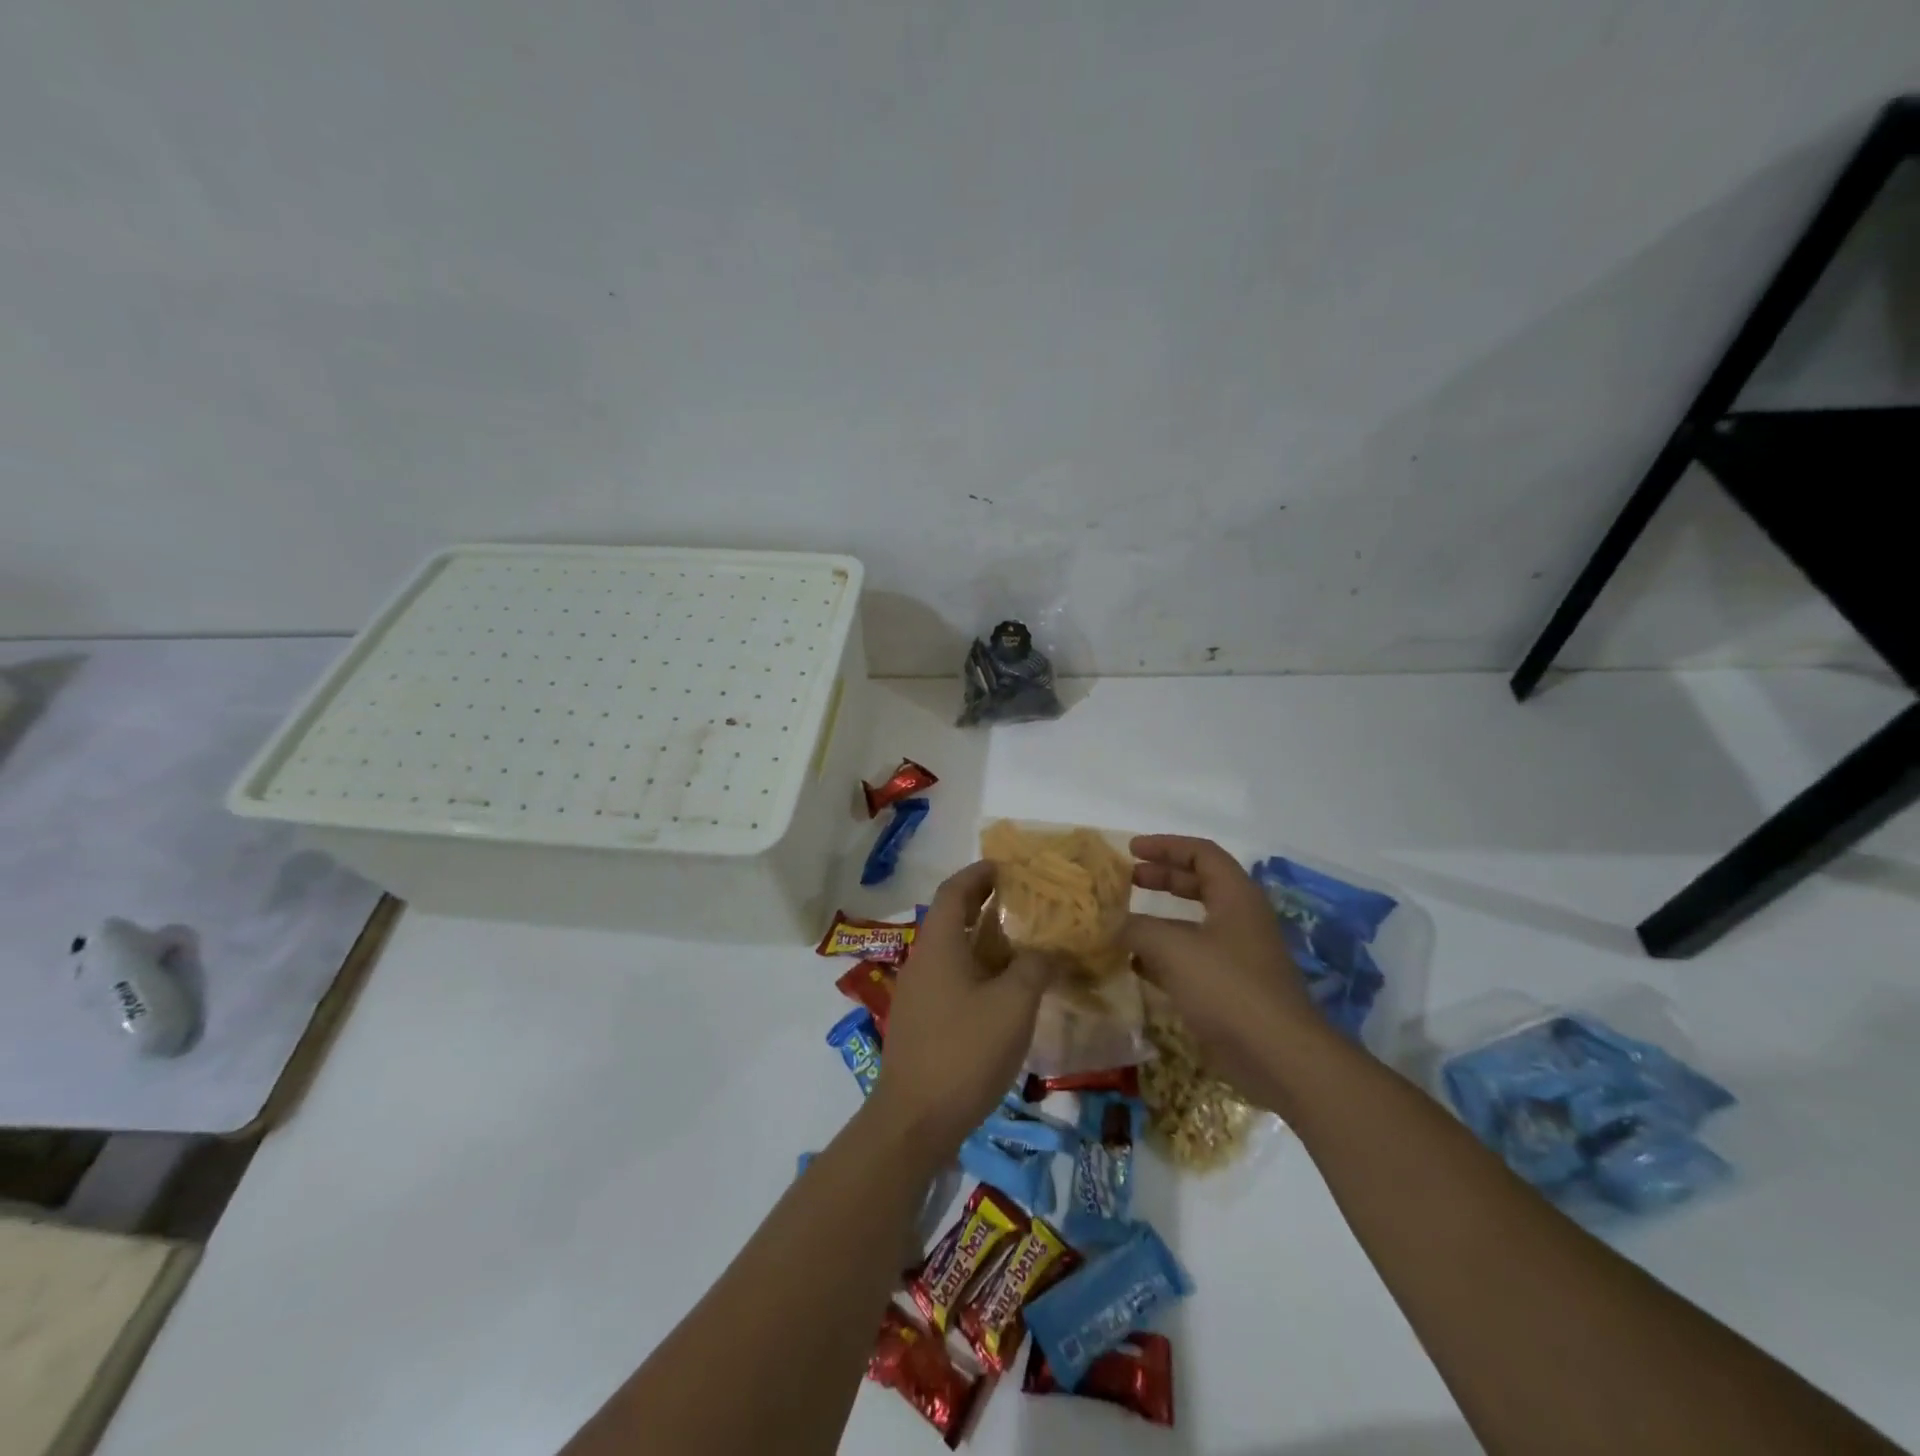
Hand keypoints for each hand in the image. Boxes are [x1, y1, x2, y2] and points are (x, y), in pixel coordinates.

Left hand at [871, 861, 1057, 1159]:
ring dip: (985, 940)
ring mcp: (918, 993)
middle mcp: (923, 960)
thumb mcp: (1013, 1004)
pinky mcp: (922, 1022)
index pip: (955, 891)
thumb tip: (1055, 948)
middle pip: (953, 918)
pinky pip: (952, 979)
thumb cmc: (964, 1051)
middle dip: (986, 904)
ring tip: (1025, 944)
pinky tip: (1006, 992)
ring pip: (954, 951)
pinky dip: (979, 971)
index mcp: (939, 945)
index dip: (979, 873)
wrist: (914, 1120)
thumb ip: (1037, 967)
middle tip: (1025, 902)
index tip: (1008, 866)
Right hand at [1124, 834, 1326, 1103]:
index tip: (1131, 850)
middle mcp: (1240, 919)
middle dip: (1161, 878)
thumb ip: (1137, 929)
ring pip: (1194, 924)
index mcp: (1236, 896)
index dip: (1165, 846)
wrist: (1278, 1056)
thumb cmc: (1228, 988)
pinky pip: (1193, 959)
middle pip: (1199, 884)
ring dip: (1159, 919)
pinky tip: (1136, 965)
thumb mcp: (1174, 949)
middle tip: (1126, 880)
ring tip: (1123, 922)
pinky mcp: (1231, 989)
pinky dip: (1164, 955)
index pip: (1201, 853)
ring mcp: (1238, 955)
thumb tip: (1111, 923)